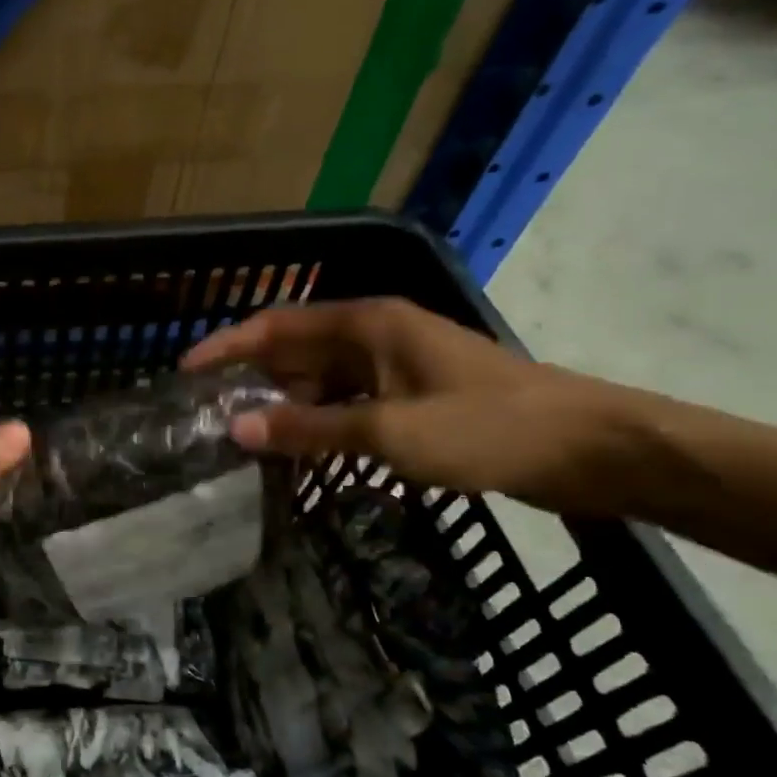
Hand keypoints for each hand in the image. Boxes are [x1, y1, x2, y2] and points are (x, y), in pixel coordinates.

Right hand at [183, 298, 632, 514]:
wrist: (591, 448)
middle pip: (295, 351)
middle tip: (209, 418)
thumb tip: (236, 430)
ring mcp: (398, 366)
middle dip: (251, 380)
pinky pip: (348, 403)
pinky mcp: (414, 396)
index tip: (186, 372)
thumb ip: (309, 429)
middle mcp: (377, 336)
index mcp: (369, 324)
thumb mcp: (390, 432)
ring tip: (245, 440)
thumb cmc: (488, 428)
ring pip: (321, 380)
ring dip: (285, 406)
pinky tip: (300, 451)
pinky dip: (320, 422)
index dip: (227, 346)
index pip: (277, 325)